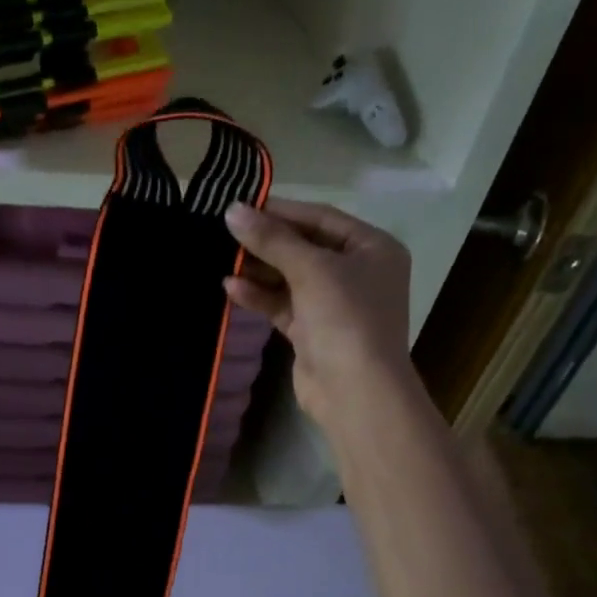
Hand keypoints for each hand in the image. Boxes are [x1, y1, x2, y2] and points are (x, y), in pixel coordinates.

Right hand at [223, 200, 414, 432]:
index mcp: (372, 249)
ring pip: (291, 278)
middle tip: (226, 233)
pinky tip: (231, 288)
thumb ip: (272, 240)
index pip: (322, 218)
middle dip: (267, 242)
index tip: (242, 206)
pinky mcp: (313, 332)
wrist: (355, 390)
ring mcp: (334, 305)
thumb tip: (232, 211)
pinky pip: (283, 305)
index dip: (282, 211)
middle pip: (305, 248)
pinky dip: (260, 296)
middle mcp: (357, 273)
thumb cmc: (345, 318)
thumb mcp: (311, 270)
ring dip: (259, 270)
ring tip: (223, 259)